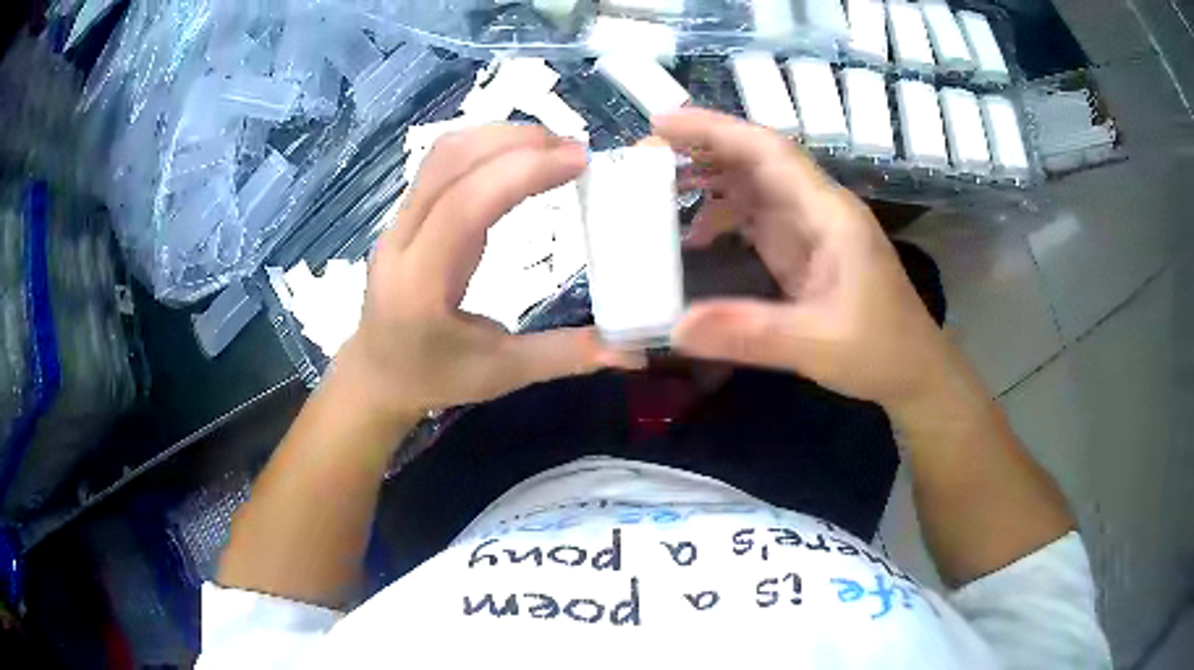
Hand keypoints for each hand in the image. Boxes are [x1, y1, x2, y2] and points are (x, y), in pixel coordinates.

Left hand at [334, 125, 637, 420]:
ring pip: (442, 154)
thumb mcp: (502, 373)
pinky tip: (518, 155)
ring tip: (552, 147)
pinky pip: (441, 164)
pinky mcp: (407, 214)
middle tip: (575, 150)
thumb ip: (566, 356)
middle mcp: (401, 241)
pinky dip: (484, 146)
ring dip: (500, 137)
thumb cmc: (434, 378)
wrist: (376, 375)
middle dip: (516, 141)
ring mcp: (398, 222)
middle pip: (450, 162)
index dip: (522, 171)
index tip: (579, 161)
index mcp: (420, 283)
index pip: (466, 205)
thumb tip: (633, 352)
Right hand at [655, 108, 955, 411]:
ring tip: (659, 186)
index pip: (769, 152)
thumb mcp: (816, 345)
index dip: (716, 130)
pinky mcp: (803, 250)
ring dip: (710, 179)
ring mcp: (810, 228)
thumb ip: (749, 334)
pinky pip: (756, 217)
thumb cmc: (881, 351)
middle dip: (703, 147)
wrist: (915, 372)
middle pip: (757, 160)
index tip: (662, 123)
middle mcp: (818, 209)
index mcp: (829, 215)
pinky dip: (722, 217)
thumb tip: (676, 328)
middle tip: (645, 151)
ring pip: (754, 185)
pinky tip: (695, 235)